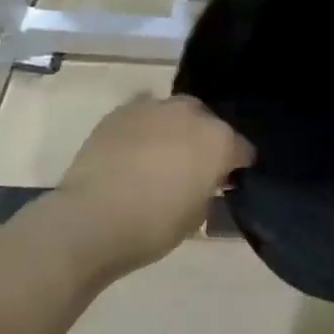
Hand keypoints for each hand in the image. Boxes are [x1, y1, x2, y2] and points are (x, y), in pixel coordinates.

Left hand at [50, 96, 253, 278]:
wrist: (91, 219)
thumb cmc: (153, 226)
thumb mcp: (196, 216)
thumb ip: (208, 189)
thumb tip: (203, 181)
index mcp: (219, 140)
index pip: (242, 149)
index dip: (237, 167)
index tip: (227, 182)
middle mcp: (192, 114)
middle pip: (208, 122)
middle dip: (205, 140)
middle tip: (192, 168)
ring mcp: (155, 107)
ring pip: (175, 113)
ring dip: (174, 130)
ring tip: (160, 157)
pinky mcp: (121, 111)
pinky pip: (143, 116)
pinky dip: (144, 130)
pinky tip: (133, 152)